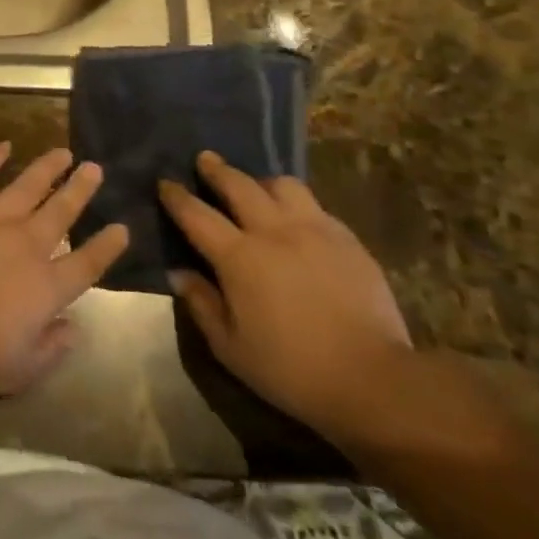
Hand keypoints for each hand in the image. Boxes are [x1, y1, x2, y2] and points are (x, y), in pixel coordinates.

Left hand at [0, 143, 127, 398]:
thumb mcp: (20, 370)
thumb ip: (52, 348)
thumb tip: (73, 327)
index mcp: (47, 287)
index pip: (88, 262)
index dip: (108, 246)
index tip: (122, 228)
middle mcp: (27, 245)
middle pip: (62, 211)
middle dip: (81, 189)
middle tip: (95, 168)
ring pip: (29, 185)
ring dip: (48, 167)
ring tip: (64, 153)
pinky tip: (3, 145)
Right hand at [162, 152, 413, 445]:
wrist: (373, 379)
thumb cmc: (290, 369)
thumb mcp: (230, 347)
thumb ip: (201, 303)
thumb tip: (178, 272)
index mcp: (239, 257)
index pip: (197, 214)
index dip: (177, 196)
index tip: (165, 183)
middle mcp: (273, 231)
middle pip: (239, 184)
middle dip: (216, 169)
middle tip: (205, 159)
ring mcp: (315, 230)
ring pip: (282, 185)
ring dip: (261, 181)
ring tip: (256, 187)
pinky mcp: (347, 239)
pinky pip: (315, 206)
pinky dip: (297, 204)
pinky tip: (296, 218)